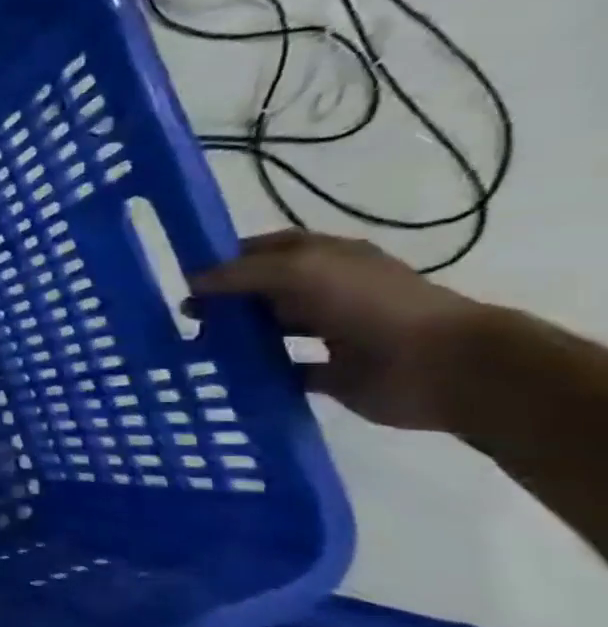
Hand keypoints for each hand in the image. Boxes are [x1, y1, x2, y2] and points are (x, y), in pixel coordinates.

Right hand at [189, 230, 490, 431]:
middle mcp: (326, 291)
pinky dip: (257, 374)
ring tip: (196, 349)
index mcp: (325, 259)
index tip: (185, 278)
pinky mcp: (330, 374)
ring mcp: (330, 333)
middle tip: (185, 318)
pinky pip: (282, 371)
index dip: (225, 259)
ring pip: (268, 331)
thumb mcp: (297, 271)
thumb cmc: (370, 305)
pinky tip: (226, 376)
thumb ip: (239, 273)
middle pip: (261, 292)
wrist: (441, 365)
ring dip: (235, 338)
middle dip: (223, 301)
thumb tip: (191, 282)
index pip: (264, 250)